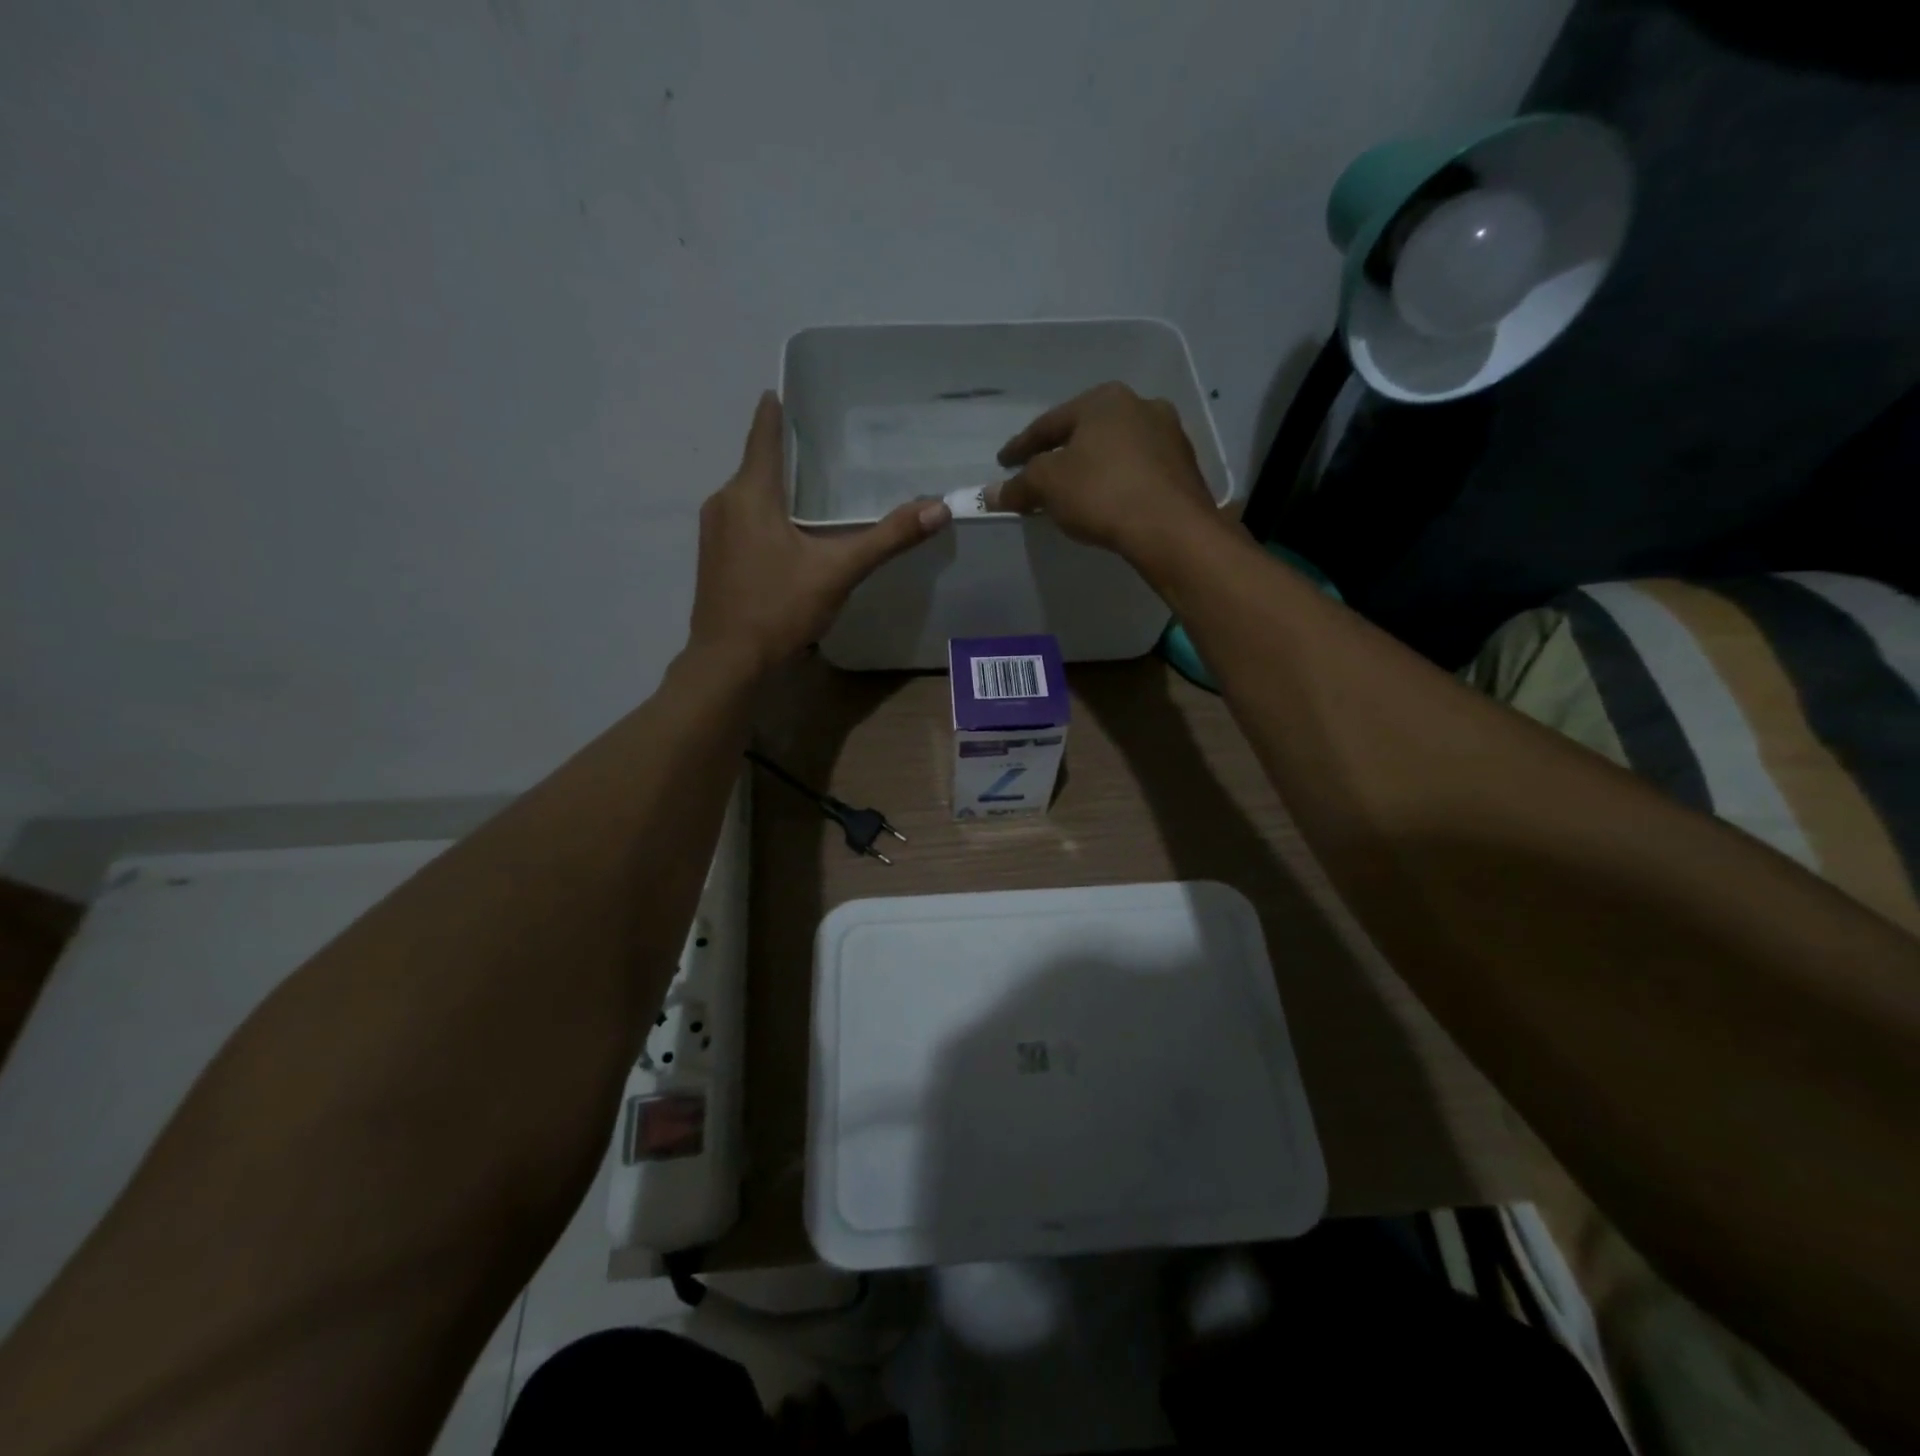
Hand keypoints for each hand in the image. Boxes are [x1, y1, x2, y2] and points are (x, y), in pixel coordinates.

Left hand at [689, 392, 950, 671]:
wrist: (728, 662)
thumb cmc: (779, 608)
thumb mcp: (839, 571)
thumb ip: (887, 538)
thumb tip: (938, 508)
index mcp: (750, 493)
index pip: (762, 434)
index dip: (774, 411)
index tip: (783, 391)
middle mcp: (723, 502)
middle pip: (756, 465)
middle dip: (784, 453)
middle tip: (821, 446)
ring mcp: (712, 532)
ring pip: (748, 495)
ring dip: (774, 488)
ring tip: (810, 489)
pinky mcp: (712, 558)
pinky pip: (740, 520)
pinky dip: (764, 515)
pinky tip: (787, 534)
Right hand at [985, 382, 1221, 562]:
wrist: (1170, 527)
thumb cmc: (1102, 492)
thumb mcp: (1048, 486)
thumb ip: (1018, 486)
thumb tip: (991, 494)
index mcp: (1104, 400)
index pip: (1049, 423)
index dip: (1021, 446)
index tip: (1003, 463)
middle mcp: (1140, 406)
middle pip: (1086, 432)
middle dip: (1061, 453)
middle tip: (1039, 474)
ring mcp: (1169, 436)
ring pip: (1116, 450)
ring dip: (1092, 467)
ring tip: (1074, 491)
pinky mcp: (1184, 468)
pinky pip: (1138, 471)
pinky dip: (1118, 482)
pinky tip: (1108, 502)